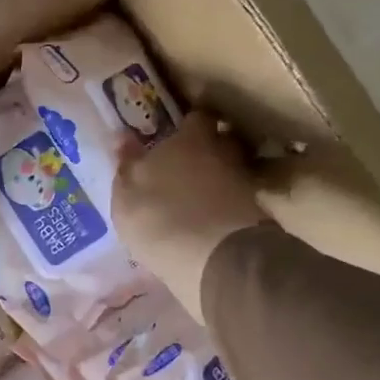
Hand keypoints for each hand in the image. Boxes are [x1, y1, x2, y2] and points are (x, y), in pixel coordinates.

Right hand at [113, 116, 264, 323]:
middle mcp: (224, 153)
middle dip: (209, 149)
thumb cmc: (159, 218)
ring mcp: (244, 184)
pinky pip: (236, 202)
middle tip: (189, 164)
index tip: (180, 132)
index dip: (190, 124)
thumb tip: (123, 136)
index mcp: (191, 139)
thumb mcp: (126, 194)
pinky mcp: (256, 216)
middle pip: (222, 141)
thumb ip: (126, 164)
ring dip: (218, 180)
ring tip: (198, 197)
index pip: (198, 117)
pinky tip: (210, 221)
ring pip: (231, 172)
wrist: (213, 261)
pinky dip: (226, 207)